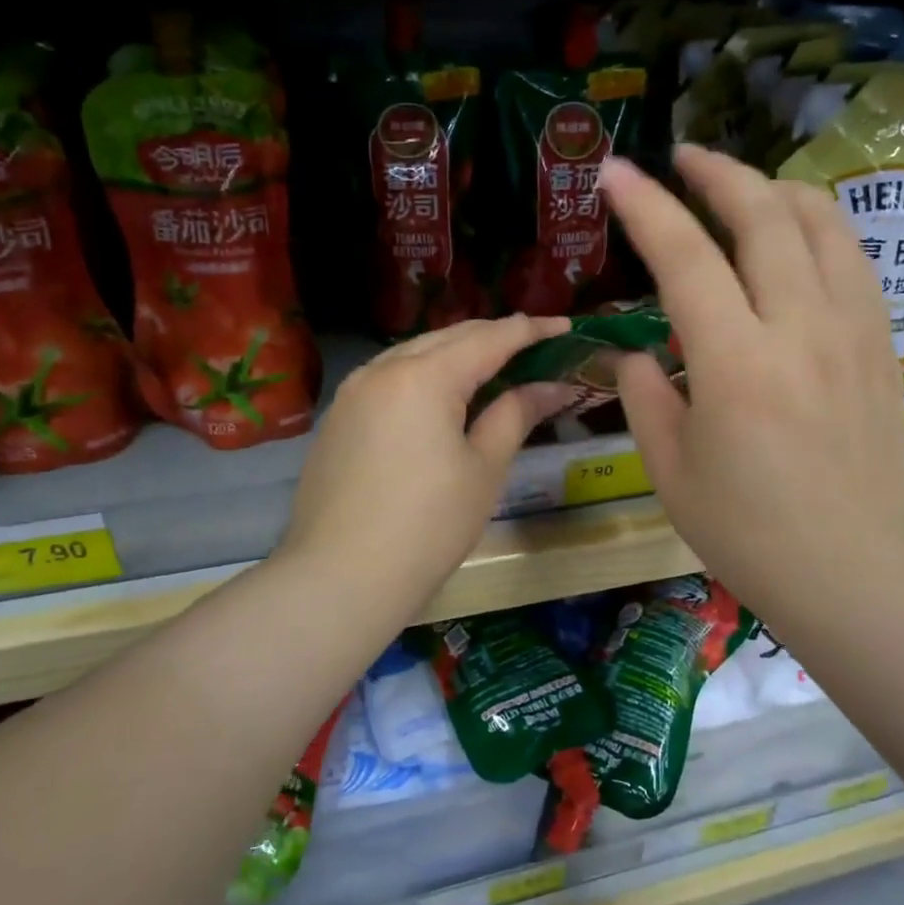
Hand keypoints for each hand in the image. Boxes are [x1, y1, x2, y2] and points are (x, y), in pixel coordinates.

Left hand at [276, 315, 575, 623]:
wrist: (340, 578)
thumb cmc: (428, 526)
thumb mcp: (483, 469)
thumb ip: (515, 415)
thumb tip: (551, 387)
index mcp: (424, 376)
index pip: (488, 338)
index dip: (530, 330)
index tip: (565, 326)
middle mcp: (383, 369)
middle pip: (449, 337)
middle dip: (493, 336)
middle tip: (534, 345)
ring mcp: (353, 392)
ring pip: (414, 354)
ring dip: (456, 353)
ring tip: (492, 366)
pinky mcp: (338, 418)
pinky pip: (390, 378)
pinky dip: (424, 375)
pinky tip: (441, 396)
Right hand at [601, 146, 903, 643]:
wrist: (852, 570)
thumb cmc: (747, 532)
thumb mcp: (670, 470)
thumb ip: (645, 394)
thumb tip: (640, 351)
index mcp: (736, 364)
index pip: (685, 257)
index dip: (646, 206)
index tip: (615, 172)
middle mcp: (801, 329)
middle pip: (764, 215)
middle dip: (718, 173)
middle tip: (683, 157)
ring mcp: (852, 331)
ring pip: (822, 223)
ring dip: (774, 190)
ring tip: (741, 190)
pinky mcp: (882, 345)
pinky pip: (852, 259)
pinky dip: (817, 228)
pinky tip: (794, 239)